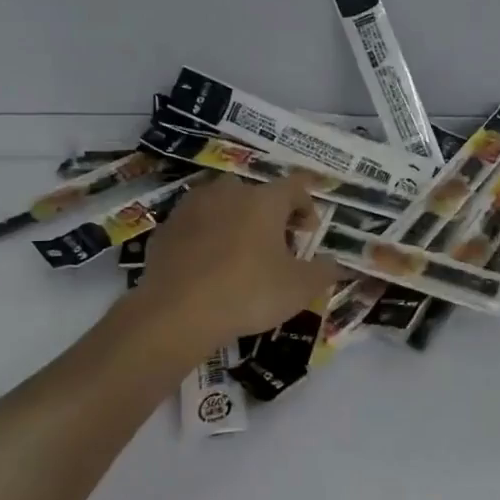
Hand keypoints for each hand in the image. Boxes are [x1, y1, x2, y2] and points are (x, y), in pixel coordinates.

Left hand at [135, 172, 340, 350]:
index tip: (309, 232)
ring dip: (235, 222)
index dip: (307, 206)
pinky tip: (207, 267)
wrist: (176, 313)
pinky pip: (194, 226)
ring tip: (239, 254)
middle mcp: (228, 192)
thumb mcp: (300, 288)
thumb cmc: (249, 293)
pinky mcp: (165, 228)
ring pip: (222, 205)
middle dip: (269, 214)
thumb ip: (324, 272)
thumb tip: (334, 264)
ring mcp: (192, 207)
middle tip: (276, 246)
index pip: (295, 186)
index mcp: (264, 199)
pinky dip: (205, 239)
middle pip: (256, 193)